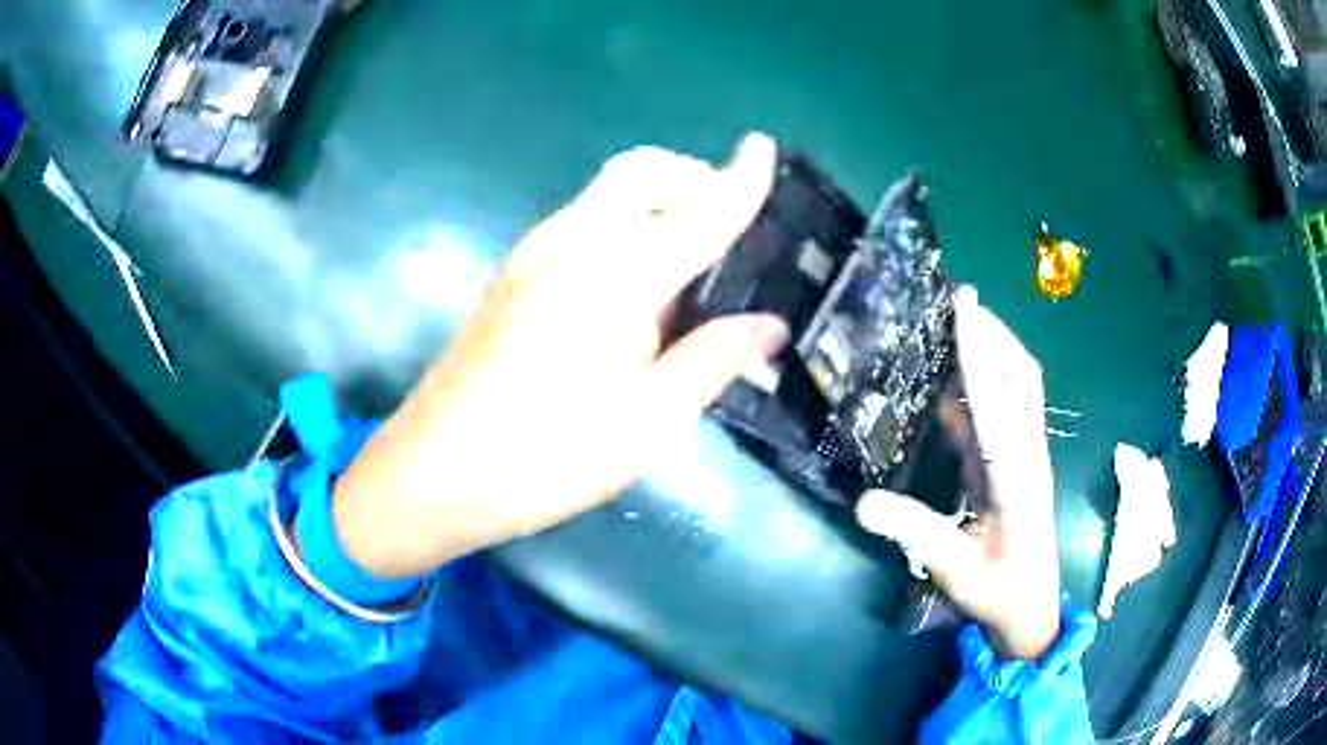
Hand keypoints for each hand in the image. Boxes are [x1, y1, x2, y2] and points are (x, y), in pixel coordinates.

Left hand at [332, 134, 786, 578]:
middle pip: (641, 172)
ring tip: (693, 257)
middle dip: (692, 177)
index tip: (765, 146)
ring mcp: (532, 255)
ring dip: (658, 197)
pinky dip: (625, 221)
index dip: (739, 179)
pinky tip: (636, 282)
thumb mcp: (646, 423)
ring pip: (608, 191)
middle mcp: (570, 244)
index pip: (696, 211)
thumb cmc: (544, 457)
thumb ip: (712, 360)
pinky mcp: (512, 276)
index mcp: (613, 276)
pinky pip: (583, 219)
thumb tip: (770, 325)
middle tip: (730, 226)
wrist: (431, 475)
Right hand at [856, 288, 1061, 658]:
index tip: (962, 305)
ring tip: (959, 320)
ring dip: (994, 349)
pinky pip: (1004, 409)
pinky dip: (984, 381)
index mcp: (1017, 475)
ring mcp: (1025, 455)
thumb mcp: (955, 567)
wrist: (1031, 609)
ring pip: (1018, 387)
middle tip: (959, 300)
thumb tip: (863, 501)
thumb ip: (915, 531)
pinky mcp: (1016, 462)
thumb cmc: (999, 591)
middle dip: (995, 333)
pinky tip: (957, 375)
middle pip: (1022, 376)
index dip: (978, 352)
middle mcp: (1027, 453)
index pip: (997, 402)